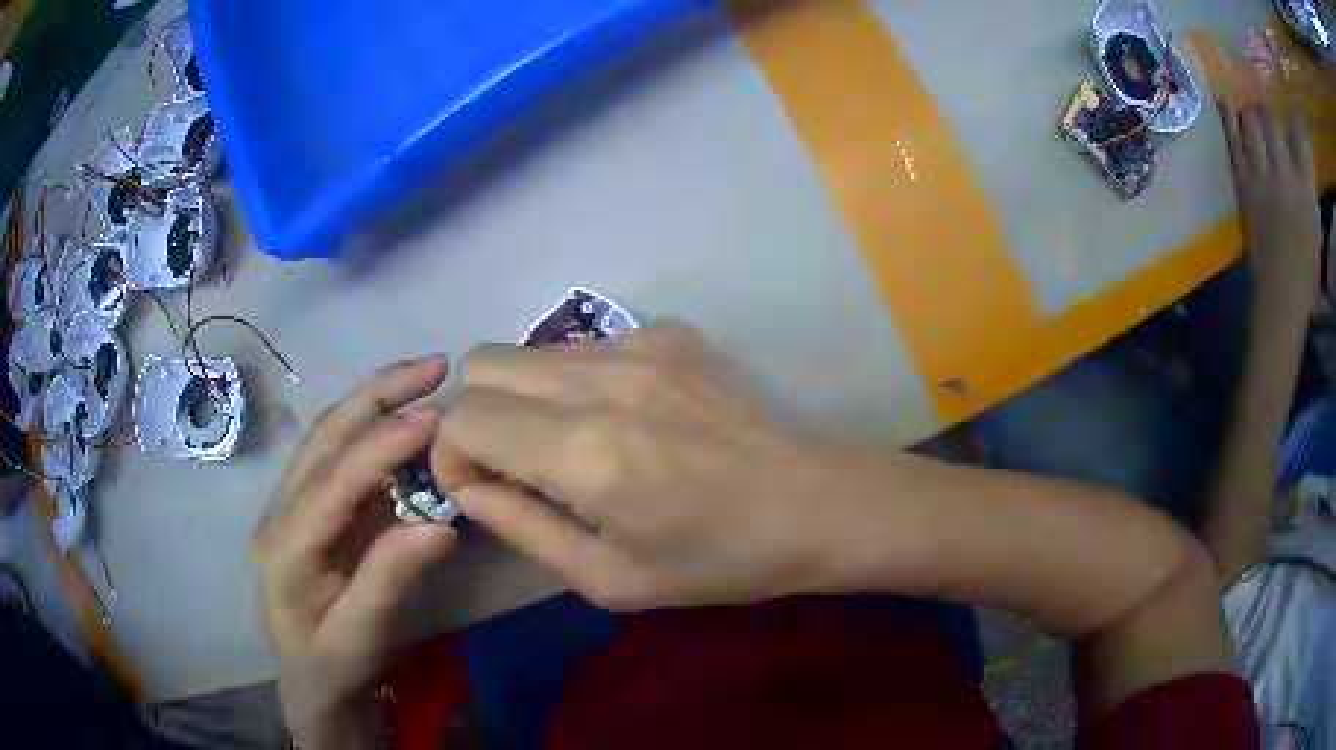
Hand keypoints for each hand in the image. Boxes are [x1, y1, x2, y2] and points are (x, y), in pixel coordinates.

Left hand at [255, 357, 456, 748]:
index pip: (333, 480)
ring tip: (424, 378)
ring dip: (376, 401)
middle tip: (434, 366)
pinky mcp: (314, 510)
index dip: (382, 445)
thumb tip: (442, 525)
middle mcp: (282, 511)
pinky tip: (408, 422)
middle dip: (377, 394)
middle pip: (324, 437)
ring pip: (330, 437)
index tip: (435, 415)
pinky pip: (342, 458)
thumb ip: (390, 579)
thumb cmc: (332, 666)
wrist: (311, 684)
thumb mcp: (361, 636)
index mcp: (285, 545)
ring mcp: (294, 505)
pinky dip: (377, 430)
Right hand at [430, 323, 905, 610]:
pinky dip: (573, 381)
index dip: (452, 456)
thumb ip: (522, 527)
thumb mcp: (609, 578)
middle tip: (515, 466)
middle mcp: (601, 379)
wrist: (813, 503)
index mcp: (584, 450)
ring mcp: (640, 342)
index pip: (463, 418)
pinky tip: (621, 419)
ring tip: (568, 444)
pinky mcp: (670, 331)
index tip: (482, 489)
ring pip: (528, 349)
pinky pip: (583, 345)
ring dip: (522, 397)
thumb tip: (469, 487)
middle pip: (481, 363)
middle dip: (476, 417)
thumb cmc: (716, 560)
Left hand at [1220, 103, 1321, 319]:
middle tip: (1267, 109)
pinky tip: (1225, 102)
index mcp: (1307, 191)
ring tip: (1250, 107)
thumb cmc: (1307, 265)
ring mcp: (1262, 178)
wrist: (1282, 294)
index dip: (1295, 121)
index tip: (1292, 115)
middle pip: (1271, 119)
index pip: (1301, 139)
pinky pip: (1232, 140)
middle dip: (1268, 108)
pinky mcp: (1243, 185)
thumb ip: (1308, 182)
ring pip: (1250, 122)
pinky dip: (1228, 118)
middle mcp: (1285, 176)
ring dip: (1249, 109)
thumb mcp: (1316, 222)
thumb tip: (1298, 147)